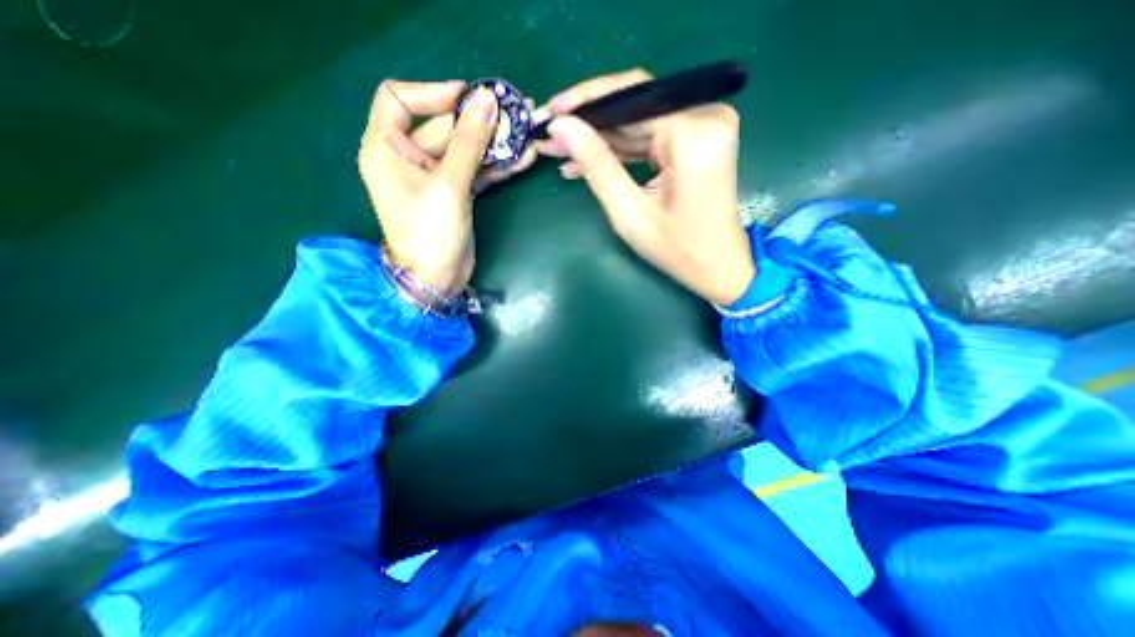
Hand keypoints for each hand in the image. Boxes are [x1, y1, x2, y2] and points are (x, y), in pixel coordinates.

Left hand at [359, 79, 538, 295]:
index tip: (469, 97)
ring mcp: (435, 177)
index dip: (433, 92)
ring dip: (494, 143)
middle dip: (479, 121)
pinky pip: (475, 171)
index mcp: (386, 148)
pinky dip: (496, 166)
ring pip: (464, 150)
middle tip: (515, 112)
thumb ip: (469, 142)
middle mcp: (408, 158)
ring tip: (526, 132)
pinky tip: (522, 159)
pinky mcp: (455, 193)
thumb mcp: (448, 185)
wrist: (437, 279)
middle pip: (443, 127)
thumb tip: (488, 100)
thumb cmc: (430, 233)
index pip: (400, 99)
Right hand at [539, 66, 755, 305]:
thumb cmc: (677, 250)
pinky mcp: (698, 138)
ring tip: (560, 152)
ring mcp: (705, 125)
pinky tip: (588, 161)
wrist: (719, 265)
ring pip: (638, 120)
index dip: (584, 103)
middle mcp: (705, 116)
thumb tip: (561, 127)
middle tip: (549, 135)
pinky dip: (620, 149)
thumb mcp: (630, 213)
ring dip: (600, 138)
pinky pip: (650, 135)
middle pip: (633, 105)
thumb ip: (597, 166)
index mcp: (693, 133)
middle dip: (589, 122)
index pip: (629, 98)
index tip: (548, 113)